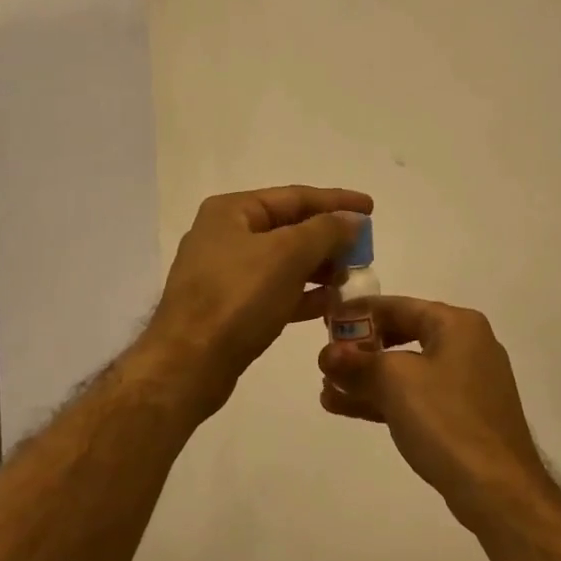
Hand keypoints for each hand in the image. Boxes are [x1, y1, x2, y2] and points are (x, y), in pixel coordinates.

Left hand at [146, 186, 371, 416]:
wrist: (189, 364)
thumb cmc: (237, 299)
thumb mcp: (287, 255)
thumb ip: (326, 231)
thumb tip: (352, 219)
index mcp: (232, 212)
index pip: (294, 197)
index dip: (336, 201)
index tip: (371, 208)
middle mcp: (226, 236)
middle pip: (289, 228)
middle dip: (329, 239)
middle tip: (365, 250)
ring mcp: (225, 274)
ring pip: (284, 263)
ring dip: (320, 268)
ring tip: (352, 278)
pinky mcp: (231, 308)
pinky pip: (275, 292)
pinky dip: (303, 295)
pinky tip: (331, 304)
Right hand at [318, 297, 551, 529]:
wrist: (497, 488)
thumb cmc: (446, 420)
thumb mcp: (395, 382)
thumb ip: (356, 362)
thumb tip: (327, 353)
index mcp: (457, 325)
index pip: (398, 306)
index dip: (358, 313)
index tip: (325, 321)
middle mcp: (465, 346)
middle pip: (401, 336)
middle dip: (360, 350)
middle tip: (325, 361)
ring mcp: (465, 383)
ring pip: (405, 371)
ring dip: (365, 379)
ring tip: (326, 390)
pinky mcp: (460, 416)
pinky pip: (414, 397)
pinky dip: (383, 399)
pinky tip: (344, 407)